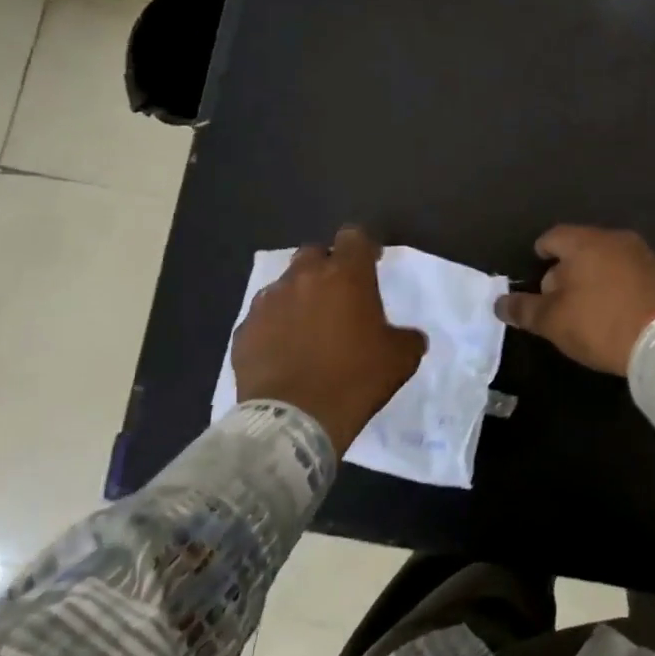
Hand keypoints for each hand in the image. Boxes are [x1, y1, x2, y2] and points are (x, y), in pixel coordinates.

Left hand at [231, 226, 426, 453]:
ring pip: (285, 285)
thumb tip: (410, 337)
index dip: (363, 247)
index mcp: (346, 275)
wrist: (294, 419)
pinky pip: (263, 318)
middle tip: (338, 294)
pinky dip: (275, 326)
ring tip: (308, 326)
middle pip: (314, 253)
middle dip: (326, 267)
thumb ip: (407, 337)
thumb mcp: (400, 358)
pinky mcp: (244, 330)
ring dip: (299, 297)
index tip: (371, 263)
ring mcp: (268, 302)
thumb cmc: (354, 378)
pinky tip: (283, 351)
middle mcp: (304, 278)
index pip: (354, 237)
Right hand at [495, 225, 654, 376]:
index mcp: (585, 242)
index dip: (540, 253)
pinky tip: (615, 312)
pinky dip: (616, 286)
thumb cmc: (601, 324)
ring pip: (606, 260)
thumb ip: (524, 309)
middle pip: (580, 248)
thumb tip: (500, 303)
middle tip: (557, 300)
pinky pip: (629, 274)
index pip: (553, 237)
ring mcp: (643, 255)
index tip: (535, 274)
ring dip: (593, 278)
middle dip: (565, 270)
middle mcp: (615, 239)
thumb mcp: (553, 321)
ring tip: (586, 309)